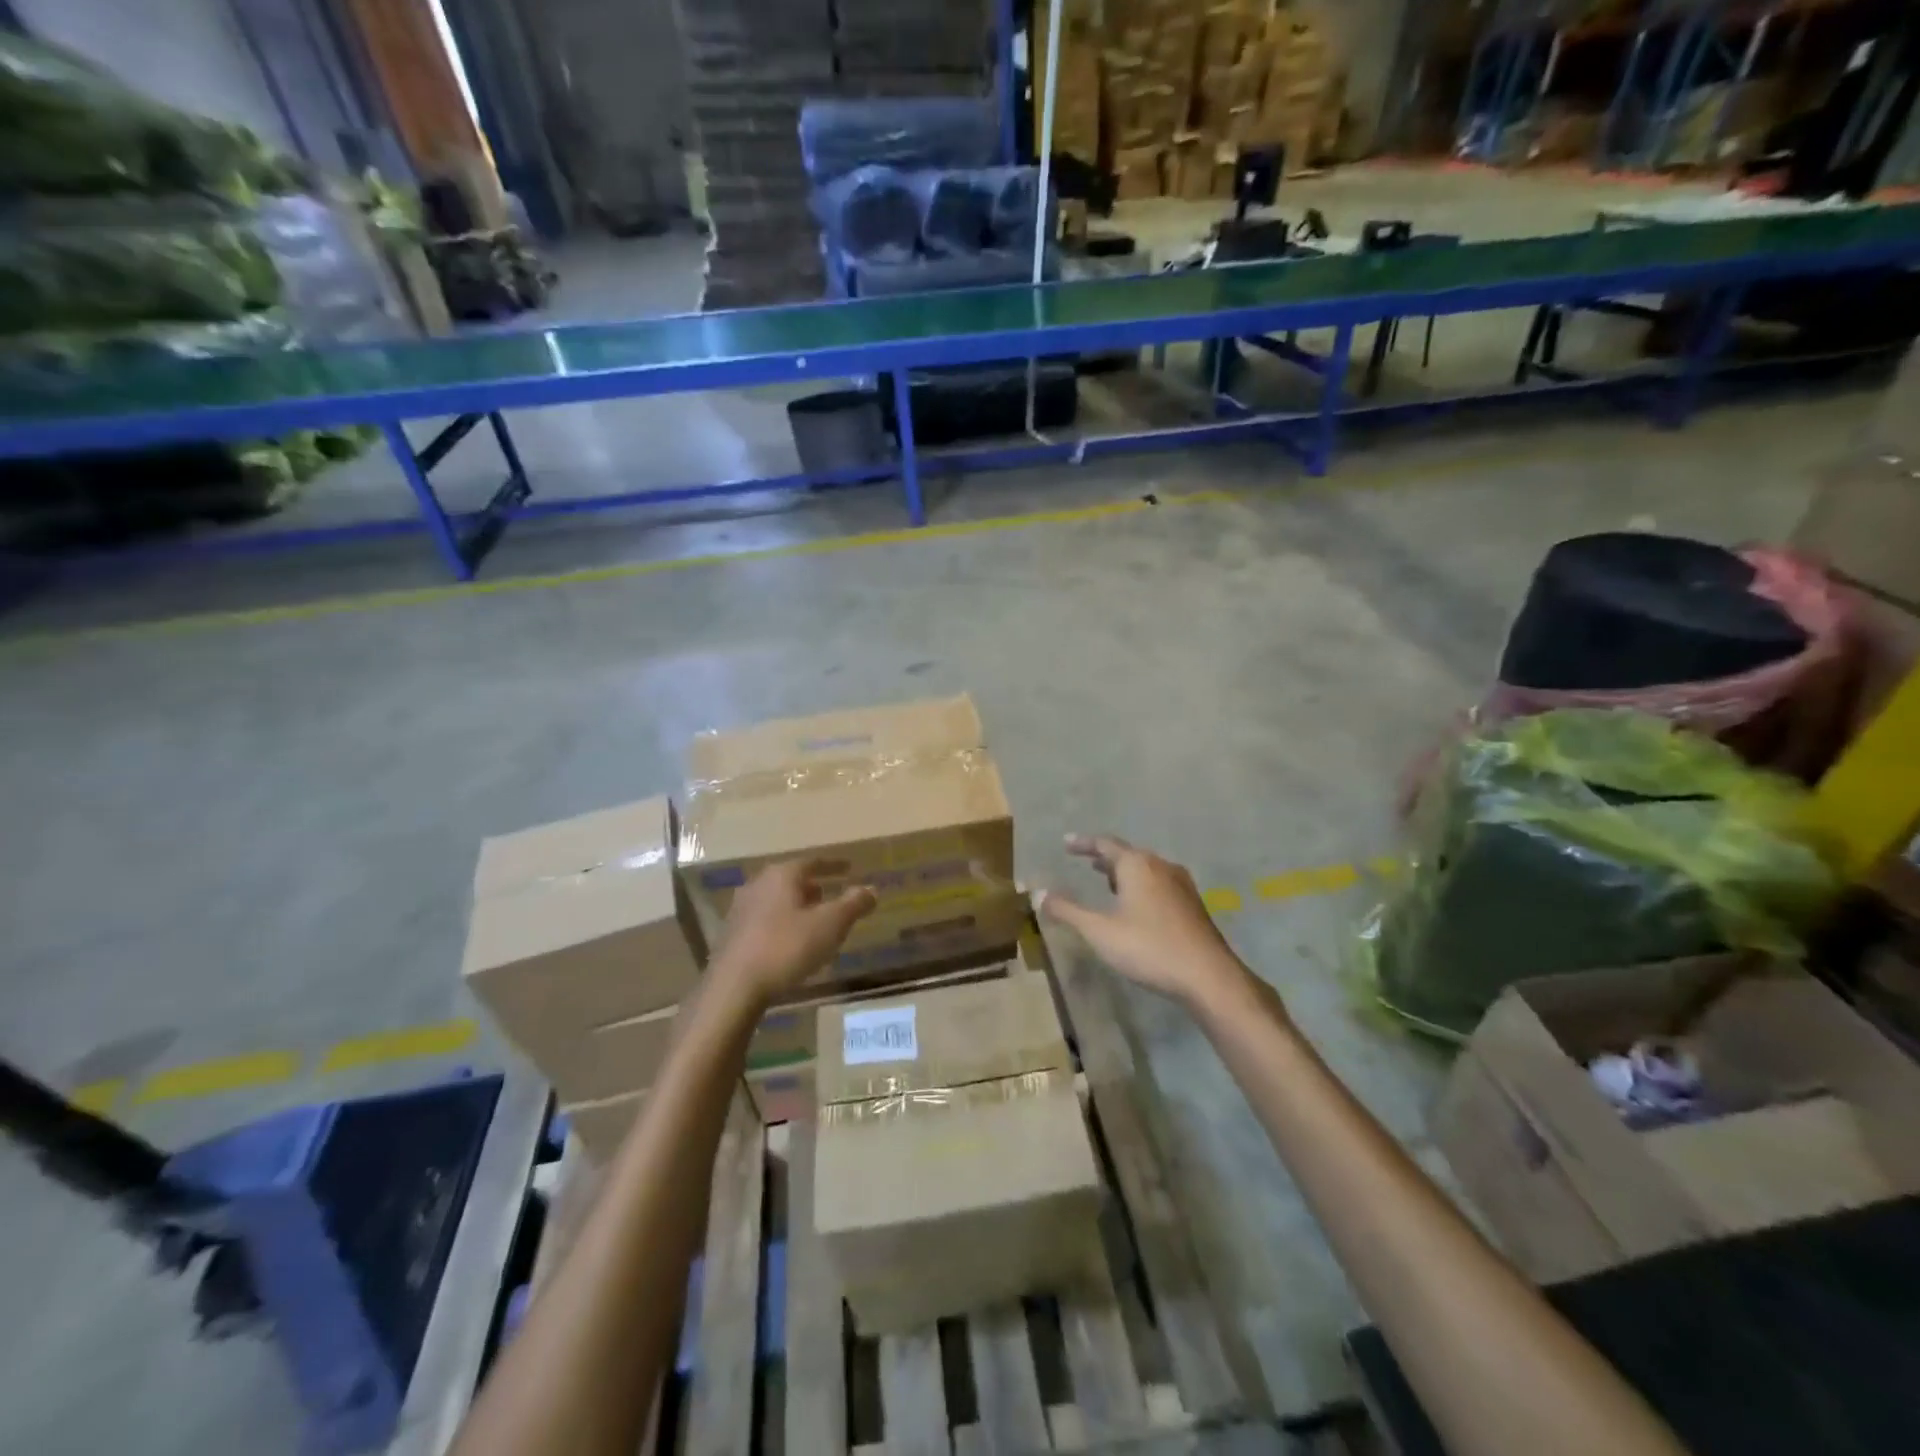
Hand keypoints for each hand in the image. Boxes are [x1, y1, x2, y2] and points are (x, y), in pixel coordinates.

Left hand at [709, 859, 876, 1006]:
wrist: (734, 987)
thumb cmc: (787, 947)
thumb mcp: (831, 925)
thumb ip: (853, 904)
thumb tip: (871, 889)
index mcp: (782, 875)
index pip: (813, 862)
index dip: (834, 866)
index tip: (849, 868)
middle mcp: (758, 884)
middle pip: (792, 879)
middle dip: (813, 886)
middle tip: (831, 894)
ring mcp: (741, 909)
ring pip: (777, 899)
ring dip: (796, 906)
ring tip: (813, 919)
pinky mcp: (732, 934)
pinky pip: (765, 919)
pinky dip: (782, 922)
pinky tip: (790, 941)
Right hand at [1039, 834, 1249, 1008]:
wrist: (1208, 976)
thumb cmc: (1148, 947)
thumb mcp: (1099, 931)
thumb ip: (1068, 911)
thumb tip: (1038, 892)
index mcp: (1137, 865)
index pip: (1105, 844)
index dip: (1084, 844)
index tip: (1066, 844)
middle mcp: (1161, 866)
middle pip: (1129, 855)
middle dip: (1106, 859)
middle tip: (1087, 864)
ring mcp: (1181, 884)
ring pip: (1147, 870)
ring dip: (1125, 873)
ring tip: (1109, 884)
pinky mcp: (1192, 905)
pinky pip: (1160, 884)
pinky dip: (1141, 886)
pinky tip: (1137, 907)